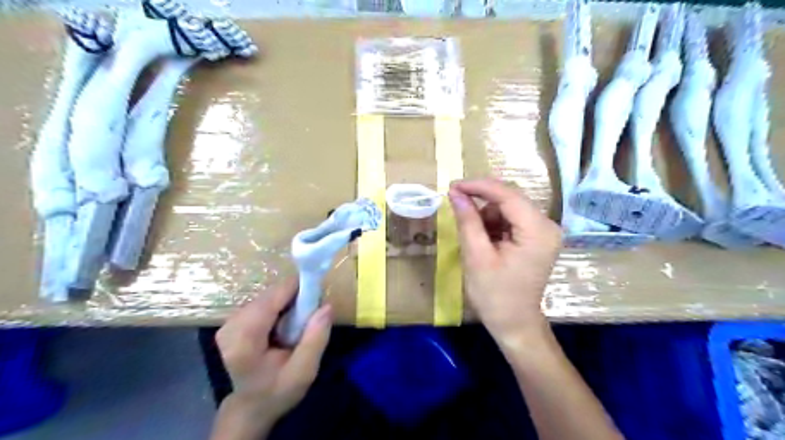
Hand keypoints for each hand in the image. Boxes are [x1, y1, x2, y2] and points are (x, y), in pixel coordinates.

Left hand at [214, 281, 331, 433]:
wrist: (249, 407)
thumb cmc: (277, 391)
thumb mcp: (304, 371)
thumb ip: (316, 339)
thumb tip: (327, 305)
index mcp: (245, 339)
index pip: (273, 297)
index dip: (298, 289)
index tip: (318, 296)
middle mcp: (231, 325)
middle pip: (270, 295)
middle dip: (294, 299)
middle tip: (309, 317)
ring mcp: (229, 322)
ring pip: (267, 296)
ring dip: (287, 303)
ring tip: (297, 324)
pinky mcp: (231, 321)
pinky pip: (261, 303)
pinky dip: (278, 308)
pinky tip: (283, 326)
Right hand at [445, 179, 559, 345]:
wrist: (514, 323)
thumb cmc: (494, 295)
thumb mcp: (476, 256)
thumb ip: (467, 220)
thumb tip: (455, 193)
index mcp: (537, 231)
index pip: (507, 195)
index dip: (478, 186)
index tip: (453, 186)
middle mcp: (547, 225)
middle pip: (510, 199)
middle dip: (482, 202)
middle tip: (457, 207)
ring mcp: (544, 231)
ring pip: (509, 208)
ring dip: (487, 216)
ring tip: (476, 239)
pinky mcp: (538, 238)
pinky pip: (512, 219)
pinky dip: (495, 225)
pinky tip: (486, 241)